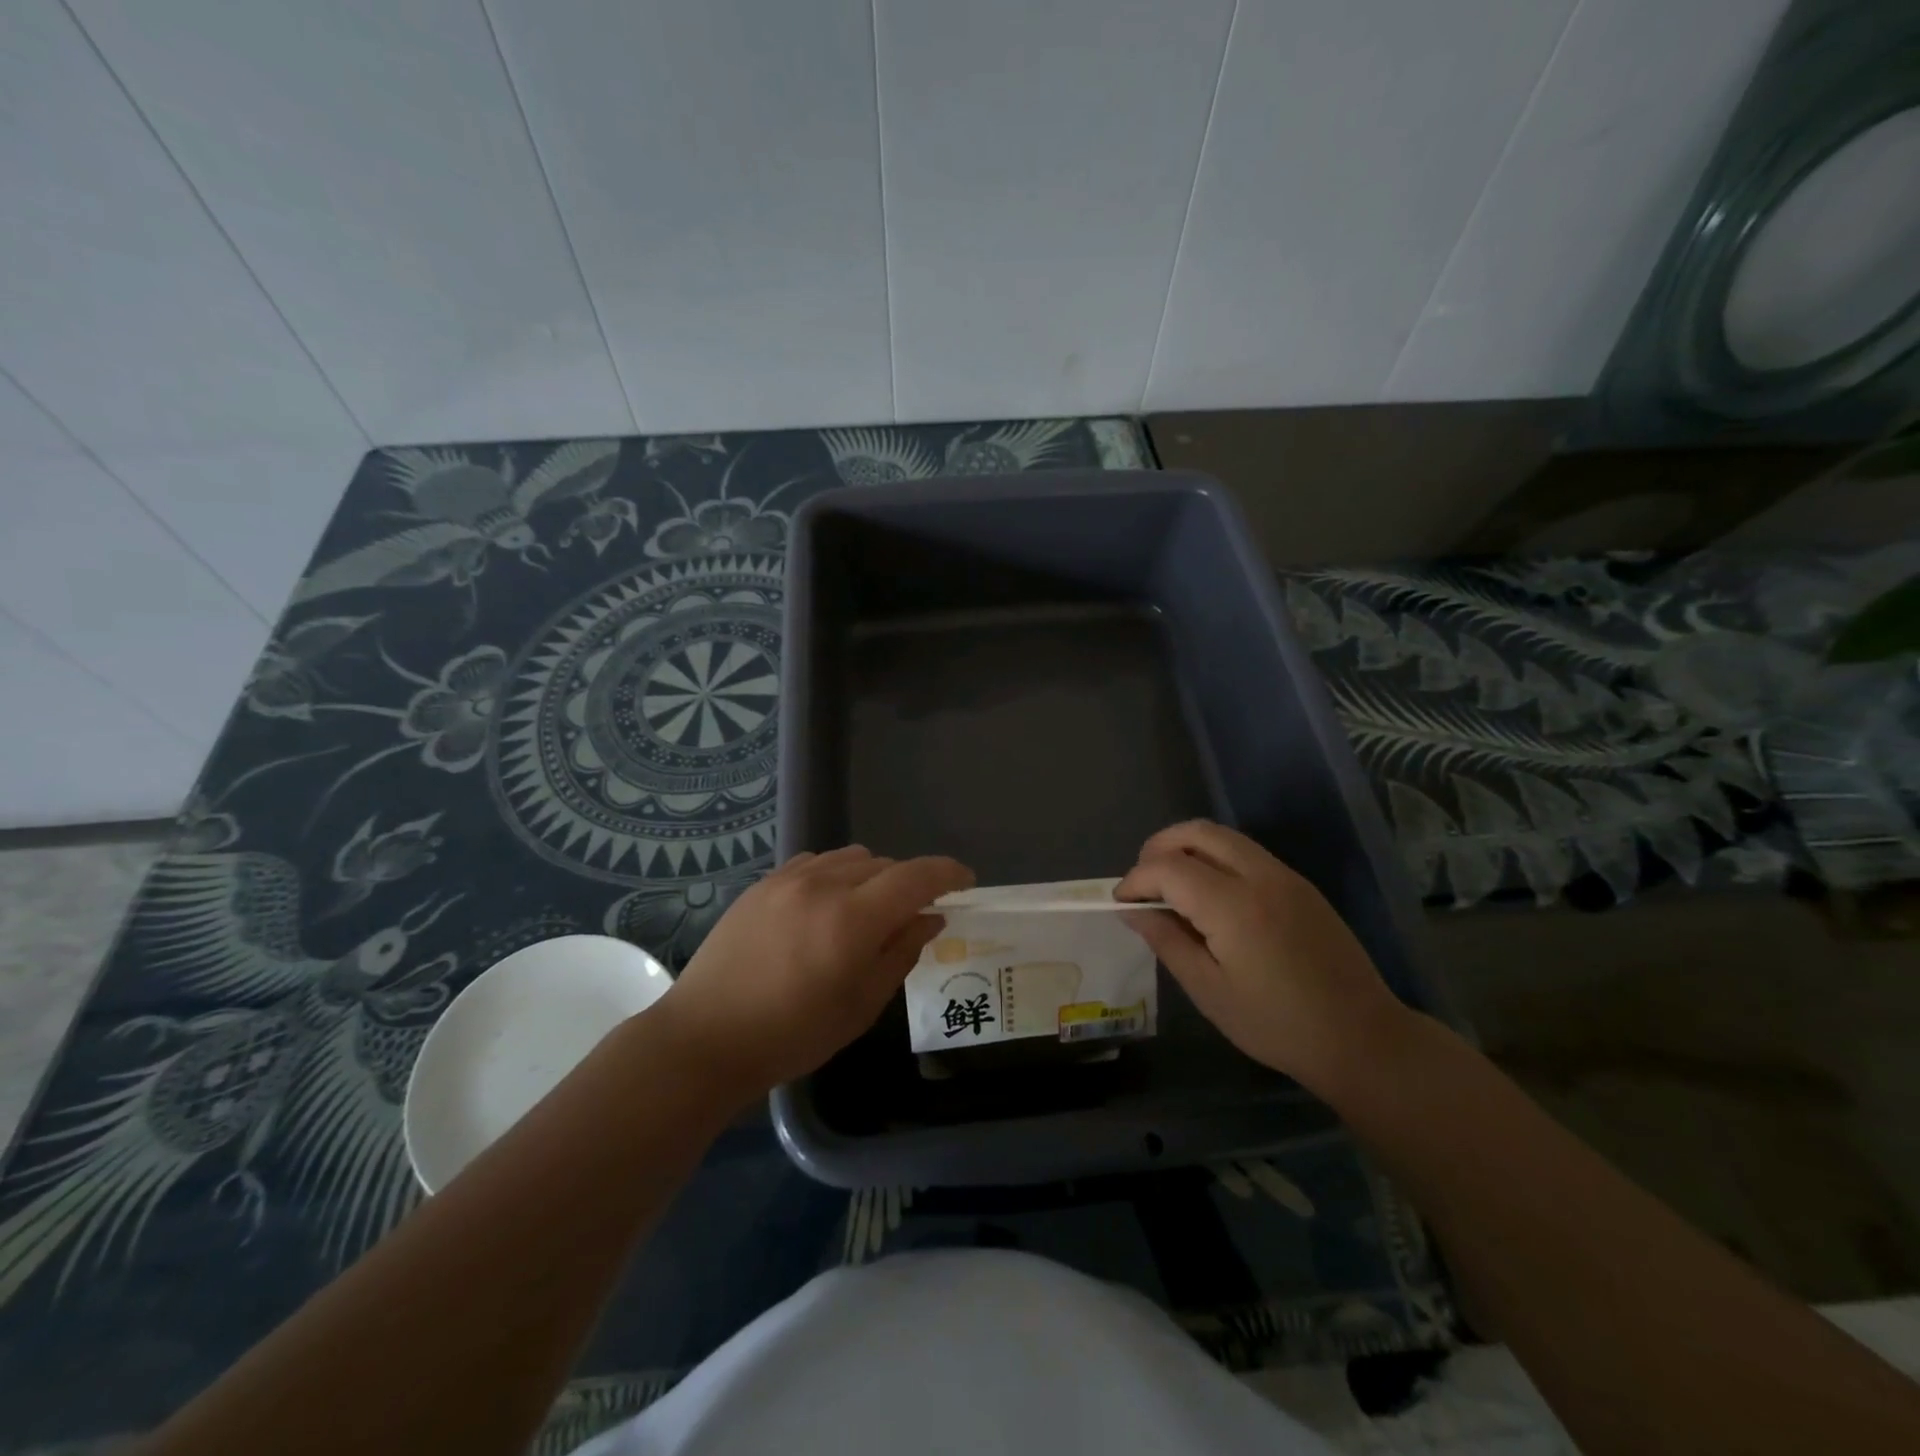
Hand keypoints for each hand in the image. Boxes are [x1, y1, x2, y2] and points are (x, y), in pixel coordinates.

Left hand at [658, 846, 973, 1098]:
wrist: (705, 1038)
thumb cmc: (792, 1035)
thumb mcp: (861, 1005)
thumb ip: (901, 952)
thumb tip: (930, 917)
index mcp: (852, 919)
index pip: (916, 877)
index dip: (947, 874)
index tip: (965, 882)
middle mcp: (823, 885)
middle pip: (885, 865)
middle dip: (908, 884)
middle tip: (911, 916)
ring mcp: (788, 879)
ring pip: (851, 858)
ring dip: (872, 877)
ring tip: (866, 912)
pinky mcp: (763, 883)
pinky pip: (816, 862)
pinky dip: (836, 875)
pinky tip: (825, 906)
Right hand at [1117, 820, 1407, 1094]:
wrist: (1363, 1039)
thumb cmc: (1277, 1025)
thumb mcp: (1210, 991)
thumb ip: (1167, 942)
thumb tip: (1133, 911)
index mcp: (1234, 906)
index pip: (1168, 867)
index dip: (1136, 880)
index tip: (1121, 903)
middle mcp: (1260, 876)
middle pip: (1196, 832)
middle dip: (1158, 848)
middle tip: (1142, 884)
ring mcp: (1285, 876)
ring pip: (1223, 836)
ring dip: (1187, 848)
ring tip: (1169, 886)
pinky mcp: (1300, 885)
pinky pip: (1245, 853)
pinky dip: (1214, 858)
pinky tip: (1208, 896)